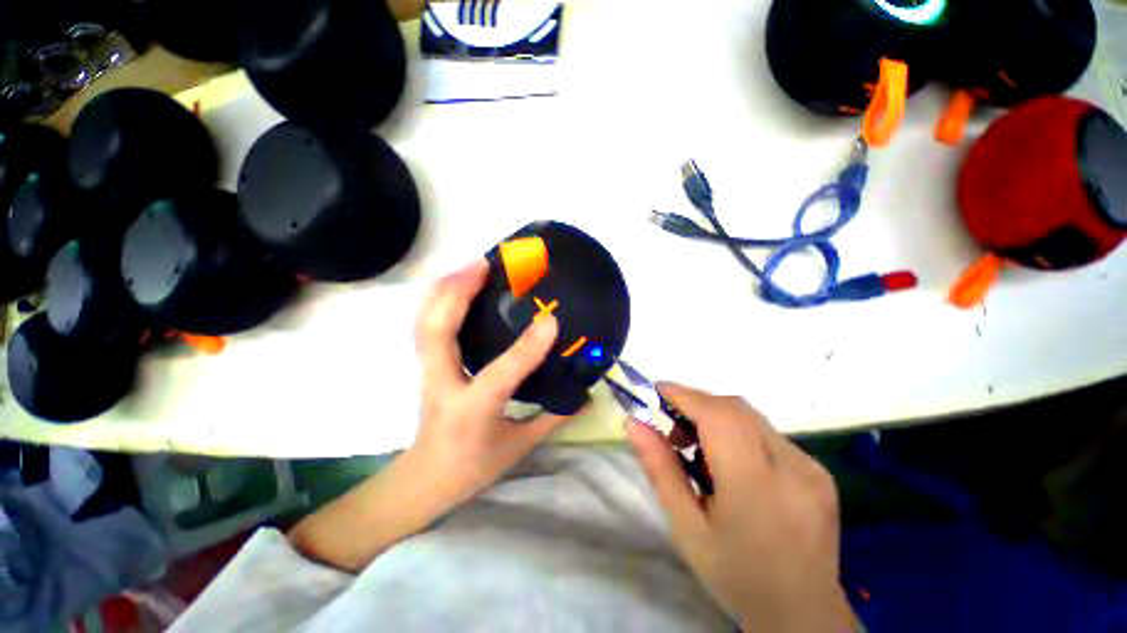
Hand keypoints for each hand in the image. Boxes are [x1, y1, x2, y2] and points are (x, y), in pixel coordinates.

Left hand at [289, 259, 568, 569]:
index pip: (500, 374)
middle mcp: (443, 385)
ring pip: (424, 321)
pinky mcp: (426, 364)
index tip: (551, 320)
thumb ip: (554, 416)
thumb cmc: (474, 465)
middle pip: (436, 331)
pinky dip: (438, 299)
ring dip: (445, 289)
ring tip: (472, 267)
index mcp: (472, 411)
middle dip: (459, 291)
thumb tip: (587, 395)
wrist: (425, 479)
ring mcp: (428, 372)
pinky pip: (426, 324)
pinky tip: (458, 286)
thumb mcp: (519, 445)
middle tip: (485, 264)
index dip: (527, 347)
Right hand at [627, 384, 855, 631]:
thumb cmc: (736, 575)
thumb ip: (660, 470)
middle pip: (735, 408)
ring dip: (716, 416)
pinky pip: (767, 432)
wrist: (803, 615)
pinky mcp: (818, 469)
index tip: (654, 390)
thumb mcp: (686, 528)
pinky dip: (737, 431)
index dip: (683, 395)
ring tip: (695, 444)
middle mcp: (792, 467)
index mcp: (756, 487)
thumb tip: (633, 423)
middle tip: (670, 421)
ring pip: (750, 416)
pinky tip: (729, 460)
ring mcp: (811, 467)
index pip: (717, 417)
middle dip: (696, 403)